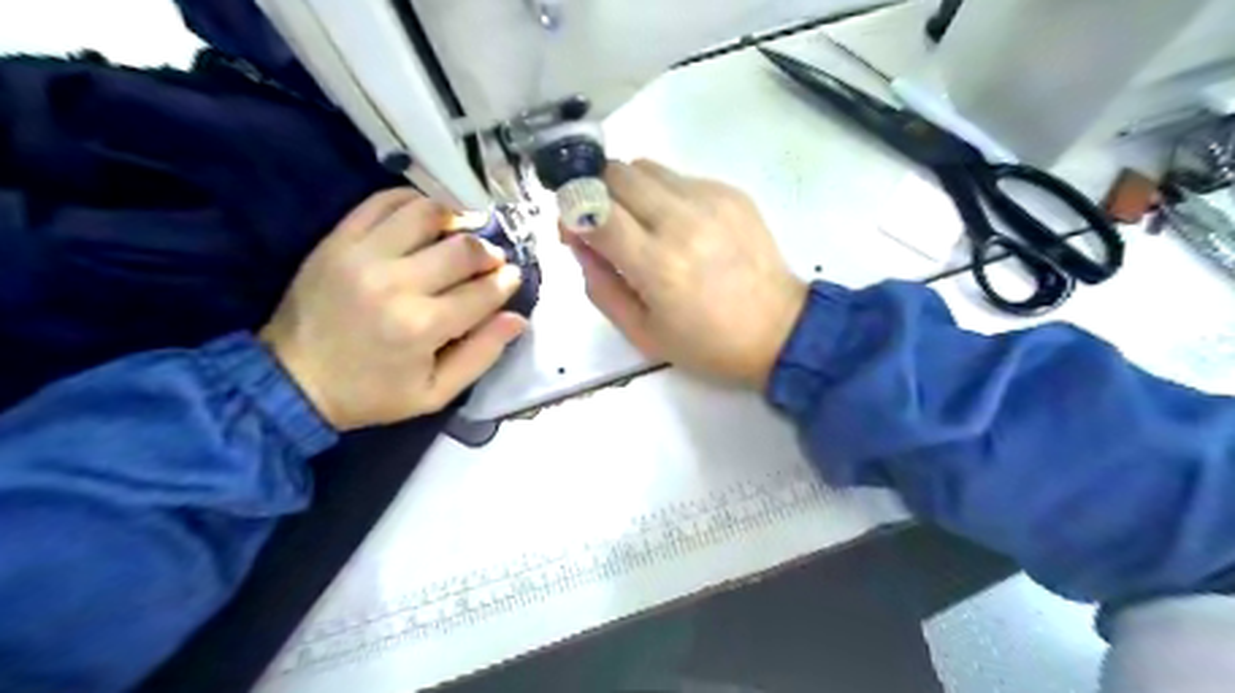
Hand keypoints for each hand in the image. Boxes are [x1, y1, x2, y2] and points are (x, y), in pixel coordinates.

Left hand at [259, 186, 524, 428]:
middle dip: (489, 253)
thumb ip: (482, 355)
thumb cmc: (371, 394)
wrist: (291, 380)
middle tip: (492, 261)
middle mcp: (396, 283)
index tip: (513, 278)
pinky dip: (412, 201)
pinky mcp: (338, 241)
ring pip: (426, 213)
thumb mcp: (435, 393)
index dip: (507, 281)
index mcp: (422, 326)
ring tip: (463, 232)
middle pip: (463, 249)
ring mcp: (363, 255)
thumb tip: (518, 318)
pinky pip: (382, 201)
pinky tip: (427, 216)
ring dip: (456, 219)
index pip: (484, 291)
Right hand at [567, 159, 811, 389]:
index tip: (573, 228)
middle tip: (604, 223)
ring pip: (646, 167)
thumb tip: (579, 242)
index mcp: (657, 264)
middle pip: (616, 173)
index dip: (572, 211)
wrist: (781, 331)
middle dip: (597, 193)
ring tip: (642, 224)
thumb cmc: (708, 344)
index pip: (594, 208)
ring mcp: (710, 200)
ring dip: (629, 190)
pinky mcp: (732, 193)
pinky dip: (665, 194)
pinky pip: (680, 177)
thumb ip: (601, 285)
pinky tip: (680, 227)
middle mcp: (681, 221)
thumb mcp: (642, 333)